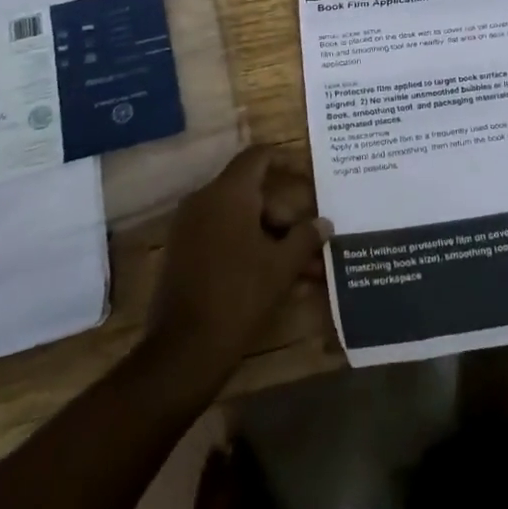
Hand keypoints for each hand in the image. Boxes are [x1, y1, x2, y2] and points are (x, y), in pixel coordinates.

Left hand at [146, 147, 330, 385]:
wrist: (183, 351)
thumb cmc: (239, 296)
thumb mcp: (282, 266)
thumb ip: (306, 237)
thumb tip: (324, 223)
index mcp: (228, 193)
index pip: (259, 156)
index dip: (286, 161)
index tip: (310, 177)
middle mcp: (205, 200)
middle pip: (254, 193)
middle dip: (287, 216)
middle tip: (312, 243)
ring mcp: (190, 227)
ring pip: (242, 219)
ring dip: (273, 238)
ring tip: (305, 269)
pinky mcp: (184, 253)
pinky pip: (224, 237)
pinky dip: (250, 249)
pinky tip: (277, 279)